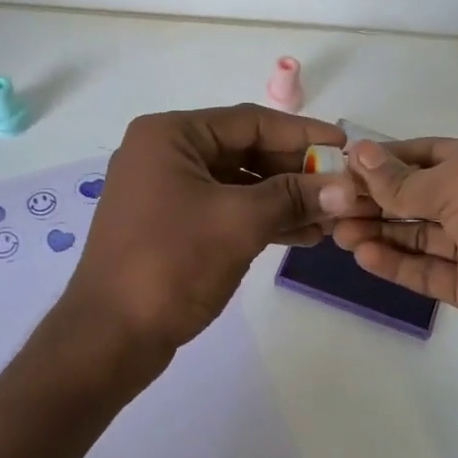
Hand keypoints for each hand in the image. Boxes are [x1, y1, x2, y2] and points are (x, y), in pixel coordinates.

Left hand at [61, 104, 373, 355]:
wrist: (110, 336)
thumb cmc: (172, 263)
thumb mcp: (239, 222)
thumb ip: (294, 197)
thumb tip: (347, 188)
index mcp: (170, 135)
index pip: (250, 122)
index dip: (302, 134)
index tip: (346, 147)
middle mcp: (164, 154)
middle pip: (244, 150)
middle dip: (295, 172)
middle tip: (343, 188)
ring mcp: (165, 192)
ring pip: (238, 184)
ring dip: (284, 200)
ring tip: (331, 218)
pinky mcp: (171, 227)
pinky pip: (225, 210)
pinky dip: (261, 220)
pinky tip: (301, 235)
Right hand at [326, 138, 457, 379]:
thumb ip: (405, 178)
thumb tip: (359, 153)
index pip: (434, 153)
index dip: (389, 158)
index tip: (344, 165)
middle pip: (425, 196)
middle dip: (379, 198)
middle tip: (332, 204)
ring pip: (425, 236)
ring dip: (382, 231)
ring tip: (338, 232)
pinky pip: (431, 272)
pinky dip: (399, 263)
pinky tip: (364, 256)